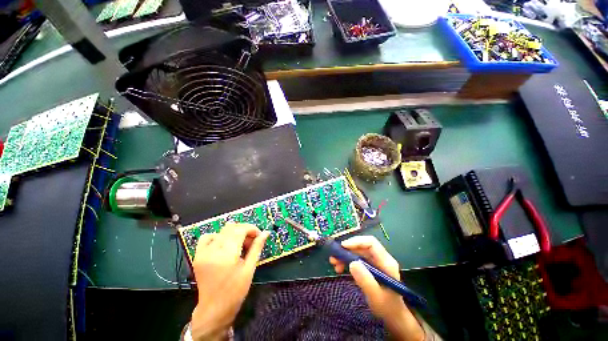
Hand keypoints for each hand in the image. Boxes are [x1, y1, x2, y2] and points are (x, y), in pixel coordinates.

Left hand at [191, 223, 269, 340]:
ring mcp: (203, 252)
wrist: (214, 309)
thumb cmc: (235, 291)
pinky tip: (223, 244)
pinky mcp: (198, 256)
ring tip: (239, 243)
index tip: (258, 235)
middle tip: (251, 240)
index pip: (240, 229)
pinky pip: (207, 237)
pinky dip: (217, 236)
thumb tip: (266, 232)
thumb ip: (257, 247)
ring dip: (233, 232)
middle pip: (231, 227)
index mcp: (227, 254)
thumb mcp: (249, 269)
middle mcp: (213, 250)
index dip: (252, 229)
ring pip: (221, 230)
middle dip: (244, 230)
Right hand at [329, 236, 424, 340]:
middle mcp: (380, 259)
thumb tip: (352, 263)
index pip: (371, 243)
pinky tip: (339, 268)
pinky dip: (346, 261)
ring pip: (357, 252)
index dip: (356, 242)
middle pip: (361, 246)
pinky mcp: (368, 267)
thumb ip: (365, 280)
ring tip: (334, 263)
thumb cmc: (387, 308)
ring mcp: (374, 262)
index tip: (342, 246)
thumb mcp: (376, 296)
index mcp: (386, 262)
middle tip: (334, 256)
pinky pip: (355, 259)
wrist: (393, 317)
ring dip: (344, 255)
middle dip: (347, 249)